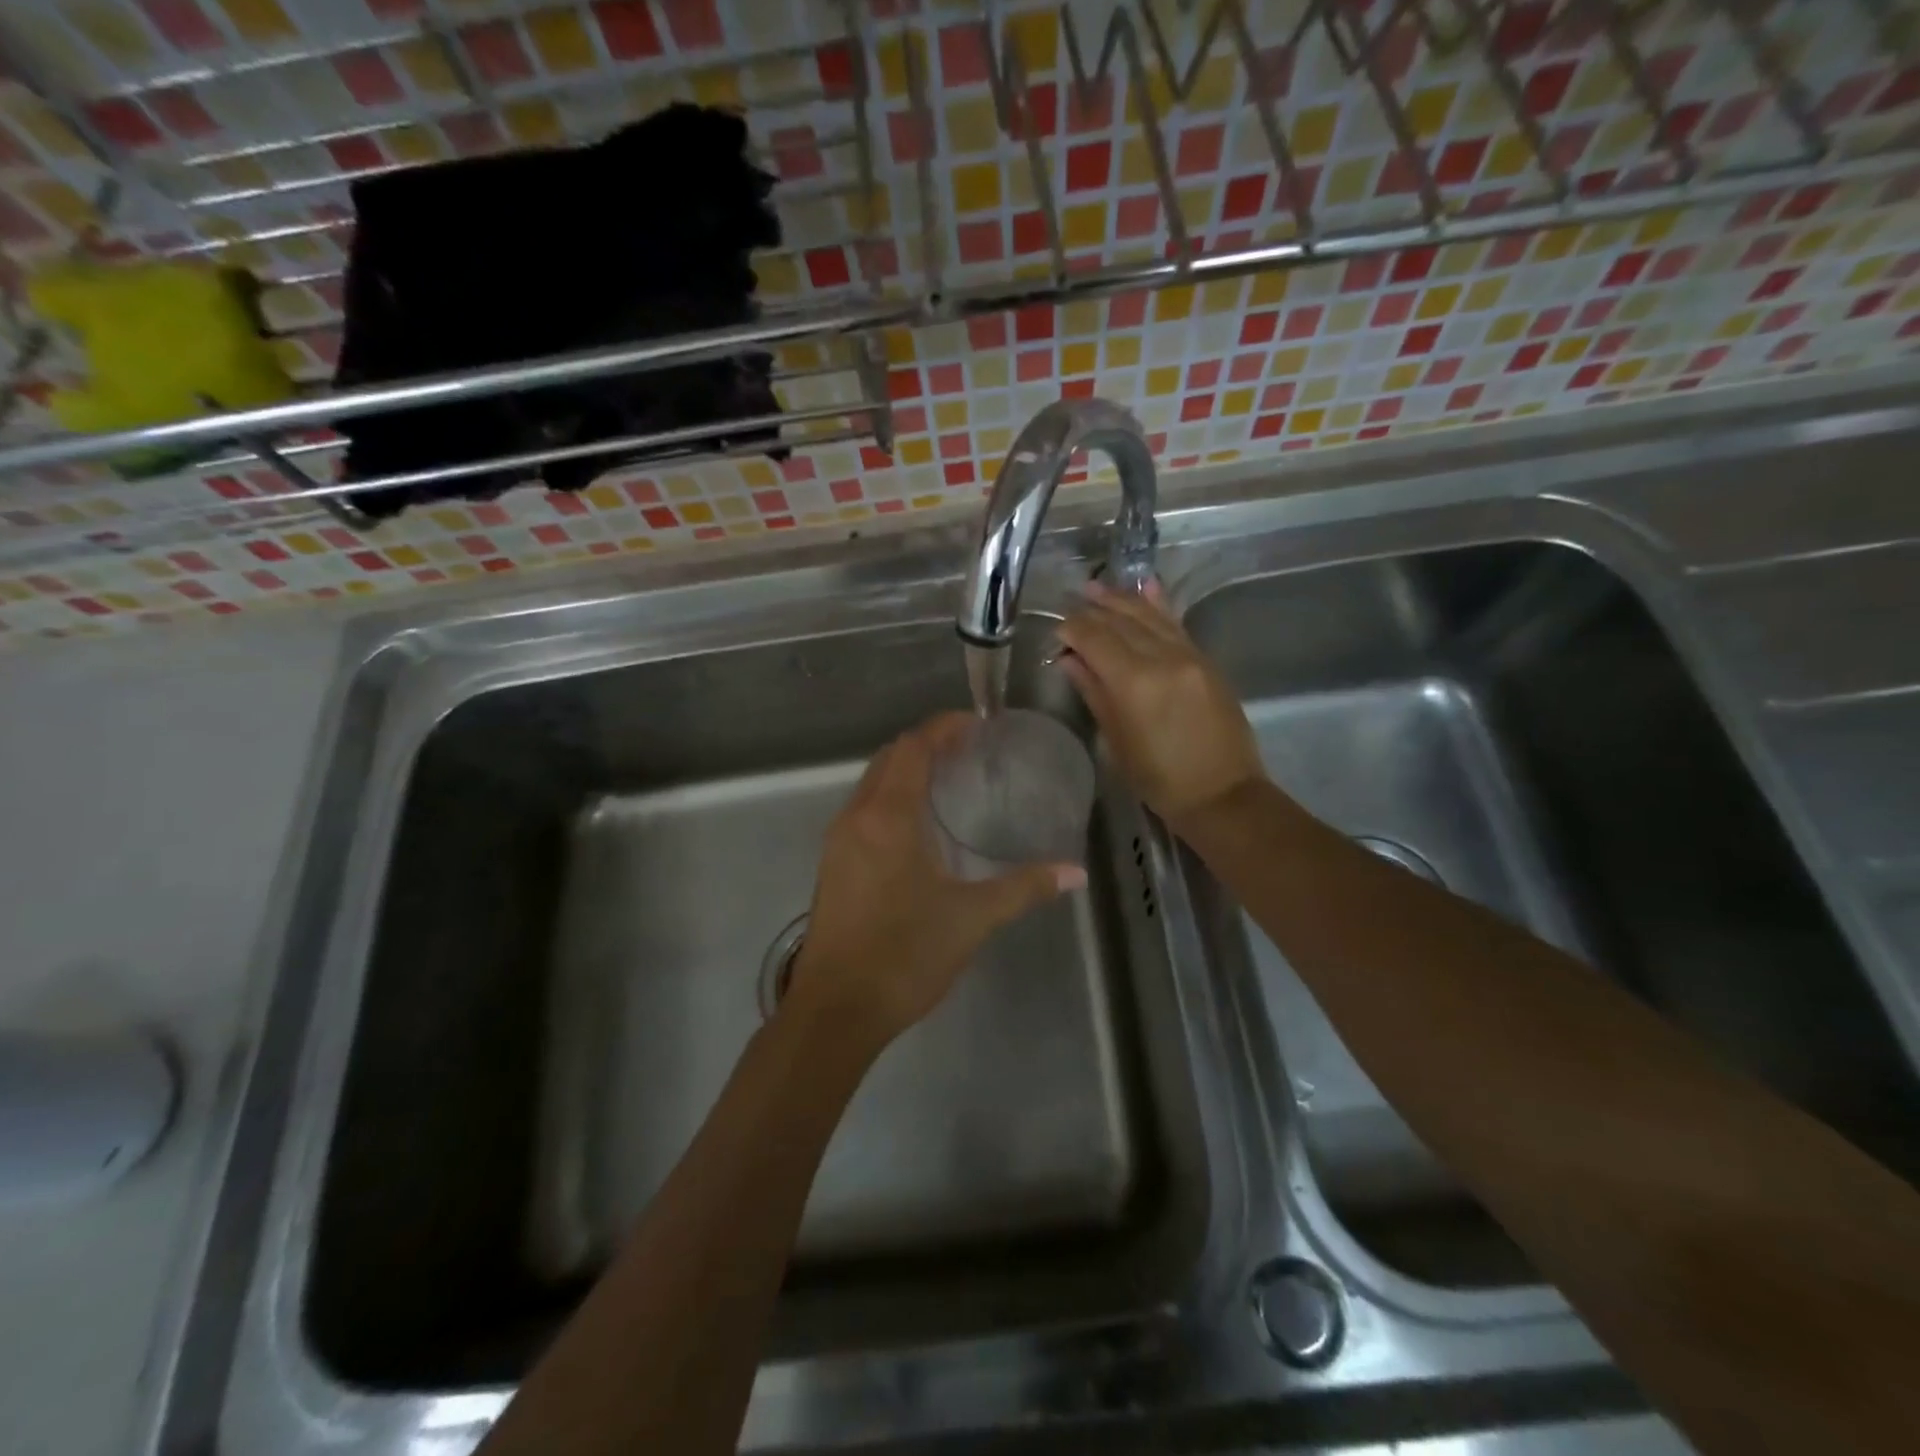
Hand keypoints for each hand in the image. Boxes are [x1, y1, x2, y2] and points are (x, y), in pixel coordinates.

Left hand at [786, 713, 1085, 1051]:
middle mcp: (856, 817)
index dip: (943, 727)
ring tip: (948, 780)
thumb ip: (1024, 888)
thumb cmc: (904, 955)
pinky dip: (891, 798)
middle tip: (969, 750)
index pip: (913, 748)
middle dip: (926, 745)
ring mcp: (837, 842)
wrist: (836, 1010)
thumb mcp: (971, 919)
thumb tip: (1076, 873)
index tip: (977, 723)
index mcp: (887, 817)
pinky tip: (918, 825)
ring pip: (871, 784)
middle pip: (889, 758)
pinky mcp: (832, 865)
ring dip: (905, 771)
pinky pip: (863, 810)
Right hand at [1055, 579, 1265, 826]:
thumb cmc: (1159, 778)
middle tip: (1072, 602)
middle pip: (1121, 621)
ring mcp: (1188, 655)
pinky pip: (1176, 623)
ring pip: (1149, 616)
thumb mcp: (1117, 740)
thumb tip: (1070, 660)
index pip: (1095, 638)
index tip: (1057, 629)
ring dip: (1121, 600)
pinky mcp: (1205, 660)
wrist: (1223, 793)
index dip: (1073, 629)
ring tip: (1097, 588)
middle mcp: (1162, 658)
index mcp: (1134, 681)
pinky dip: (1158, 604)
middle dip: (1093, 610)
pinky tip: (1146, 585)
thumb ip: (1094, 692)